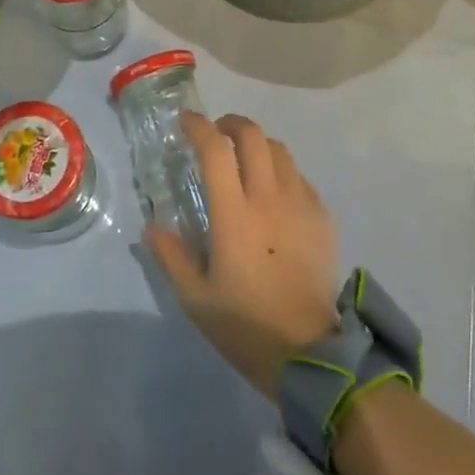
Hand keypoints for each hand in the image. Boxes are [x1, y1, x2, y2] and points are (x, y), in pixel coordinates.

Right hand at [146, 111, 339, 399]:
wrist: (310, 352)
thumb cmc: (246, 326)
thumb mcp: (196, 299)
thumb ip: (172, 256)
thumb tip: (152, 227)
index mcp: (234, 214)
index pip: (215, 149)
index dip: (198, 127)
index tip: (186, 121)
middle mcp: (269, 197)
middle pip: (252, 135)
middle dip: (231, 124)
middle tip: (217, 134)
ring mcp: (300, 203)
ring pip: (280, 150)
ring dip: (258, 144)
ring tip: (246, 159)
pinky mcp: (322, 216)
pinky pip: (300, 176)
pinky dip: (282, 171)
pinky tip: (274, 193)